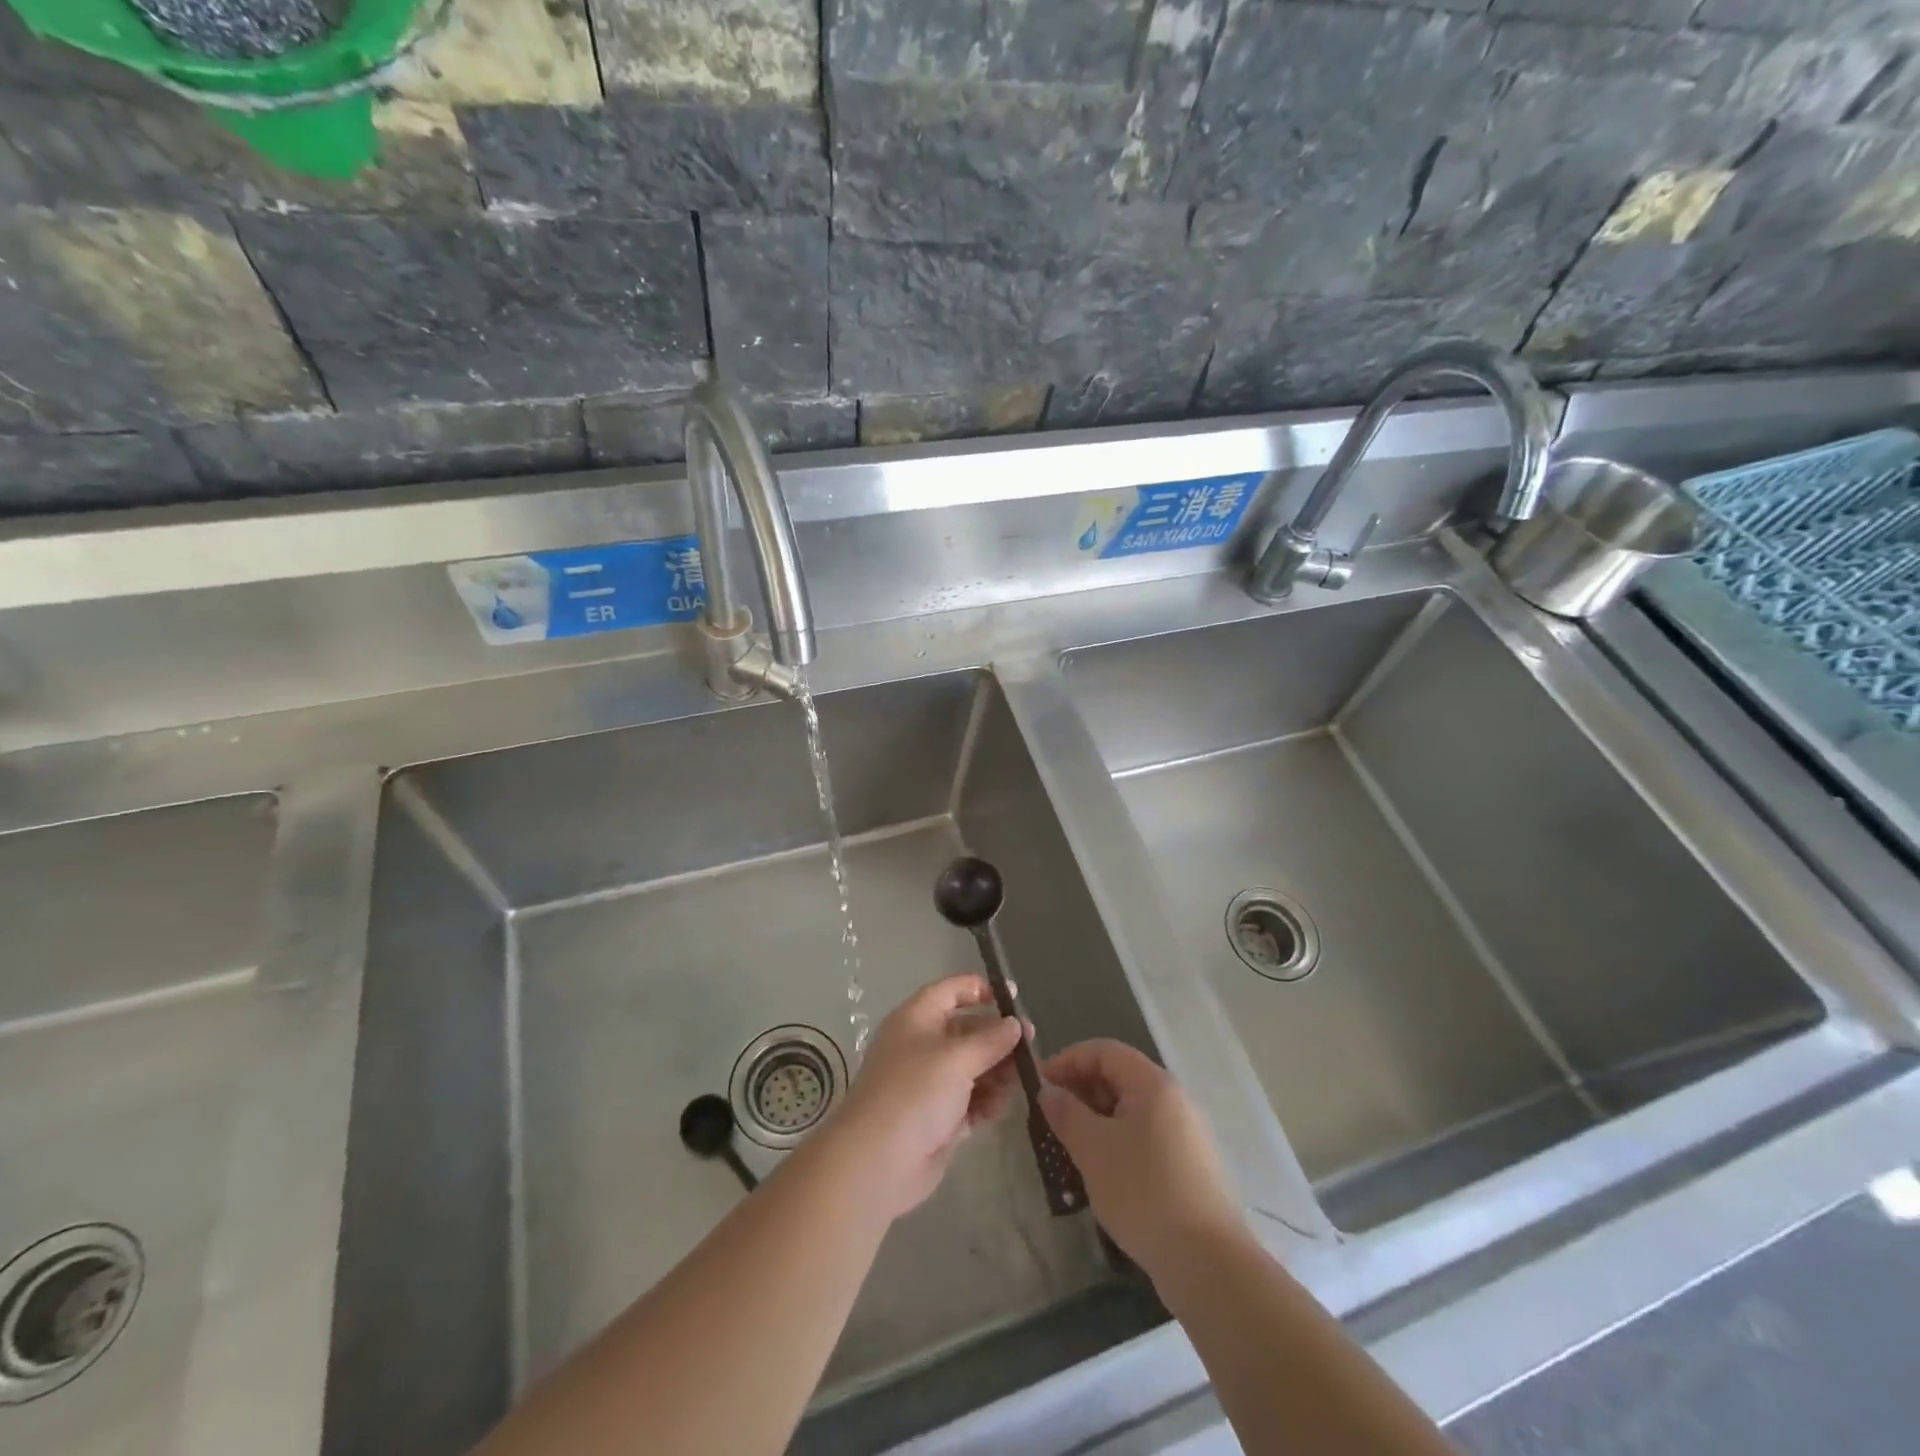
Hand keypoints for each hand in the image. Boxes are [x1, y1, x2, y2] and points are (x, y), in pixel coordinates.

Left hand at [830, 974, 1025, 1219]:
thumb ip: (991, 1040)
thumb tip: (1015, 1024)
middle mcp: (923, 1045)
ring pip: (973, 1067)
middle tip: (1031, 1047)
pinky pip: (971, 1101)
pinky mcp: (939, 1118)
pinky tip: (1001, 1107)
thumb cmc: (914, 1093)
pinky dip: (987, 1101)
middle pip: (968, 1031)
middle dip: (998, 1037)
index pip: (951, 991)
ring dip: (997, 1072)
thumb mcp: (957, 1058)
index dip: (981, 989)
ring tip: (1020, 1081)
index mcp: (917, 1019)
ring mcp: (930, 1083)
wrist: (877, 1162)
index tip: (1013, 996)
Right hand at [1038, 1039, 1242, 1271]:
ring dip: (1097, 1119)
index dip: (1068, 1060)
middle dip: (1081, 1091)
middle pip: (1119, 1077)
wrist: (1207, 1262)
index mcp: (1153, 1083)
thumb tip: (1049, 1092)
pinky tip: (1102, 1173)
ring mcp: (1186, 1133)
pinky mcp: (1190, 1165)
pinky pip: (1145, 1136)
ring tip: (1070, 1147)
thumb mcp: (1093, 1149)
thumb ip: (1066, 1113)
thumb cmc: (1143, 1191)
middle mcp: (1174, 1099)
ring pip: (1131, 1110)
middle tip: (1052, 1118)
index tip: (1041, 1085)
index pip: (1104, 1051)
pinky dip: (1117, 1142)